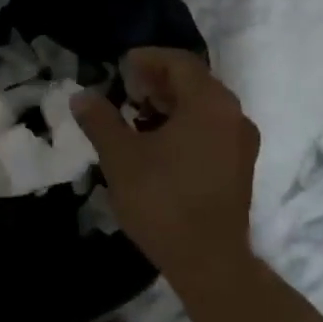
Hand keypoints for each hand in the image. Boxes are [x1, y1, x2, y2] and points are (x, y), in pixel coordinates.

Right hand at [71, 49, 258, 281]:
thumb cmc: (163, 201)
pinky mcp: (240, 167)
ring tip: (136, 117)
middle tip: (125, 90)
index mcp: (210, 103)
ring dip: (170, 104)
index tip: (120, 66)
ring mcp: (241, 143)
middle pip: (194, 82)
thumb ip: (101, 120)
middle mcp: (234, 115)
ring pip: (204, 107)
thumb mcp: (121, 157)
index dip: (148, 59)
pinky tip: (157, 144)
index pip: (179, 63)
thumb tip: (81, 96)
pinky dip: (185, 125)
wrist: (209, 262)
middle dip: (157, 81)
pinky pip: (211, 129)